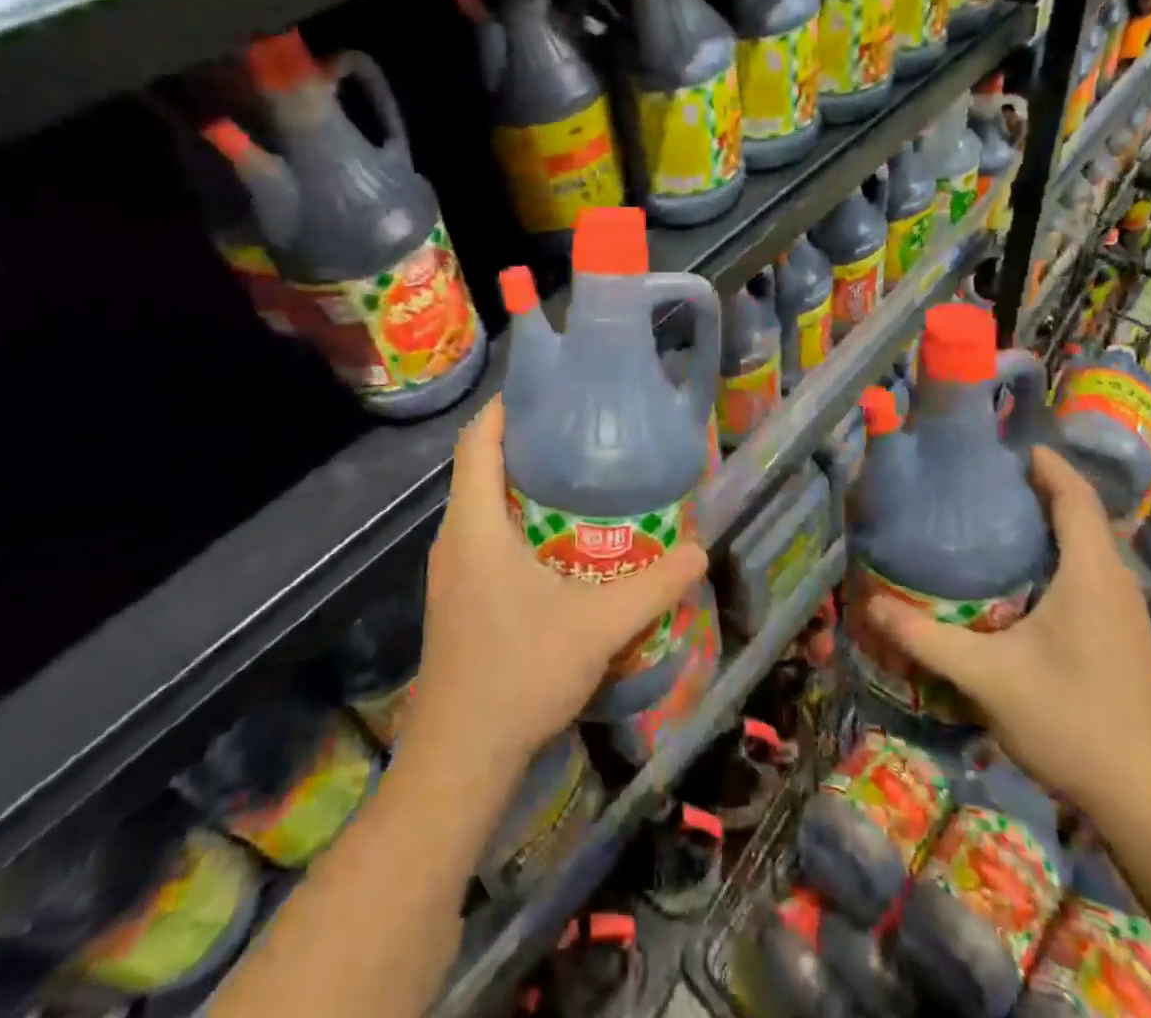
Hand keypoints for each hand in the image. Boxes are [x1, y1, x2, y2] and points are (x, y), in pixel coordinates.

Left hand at [402, 397, 708, 776]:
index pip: (477, 440)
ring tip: (578, 480)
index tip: (547, 390)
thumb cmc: (518, 673)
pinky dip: (517, 523)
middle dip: (526, 443)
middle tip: (581, 434)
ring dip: (523, 486)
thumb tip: (699, 550)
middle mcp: (454, 539)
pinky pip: (484, 538)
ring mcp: (450, 572)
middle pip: (481, 467)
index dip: (506, 407)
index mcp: (474, 525)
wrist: (459, 759)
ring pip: (482, 506)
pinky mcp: (457, 600)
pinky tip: (559, 546)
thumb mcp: (597, 625)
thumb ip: (653, 585)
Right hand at [862, 445, 1150, 819]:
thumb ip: (924, 637)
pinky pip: (1089, 569)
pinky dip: (1056, 551)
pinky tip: (1018, 574)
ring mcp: (1124, 610)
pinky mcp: (1122, 634)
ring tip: (991, 515)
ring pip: (1087, 543)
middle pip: (1081, 512)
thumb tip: (869, 603)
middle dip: (1036, 486)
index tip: (1001, 445)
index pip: (1074, 495)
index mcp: (1090, 574)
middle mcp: (1114, 581)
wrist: (1147, 803)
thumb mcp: (986, 677)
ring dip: (1048, 519)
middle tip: (979, 478)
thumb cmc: (1070, 723)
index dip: (1044, 462)